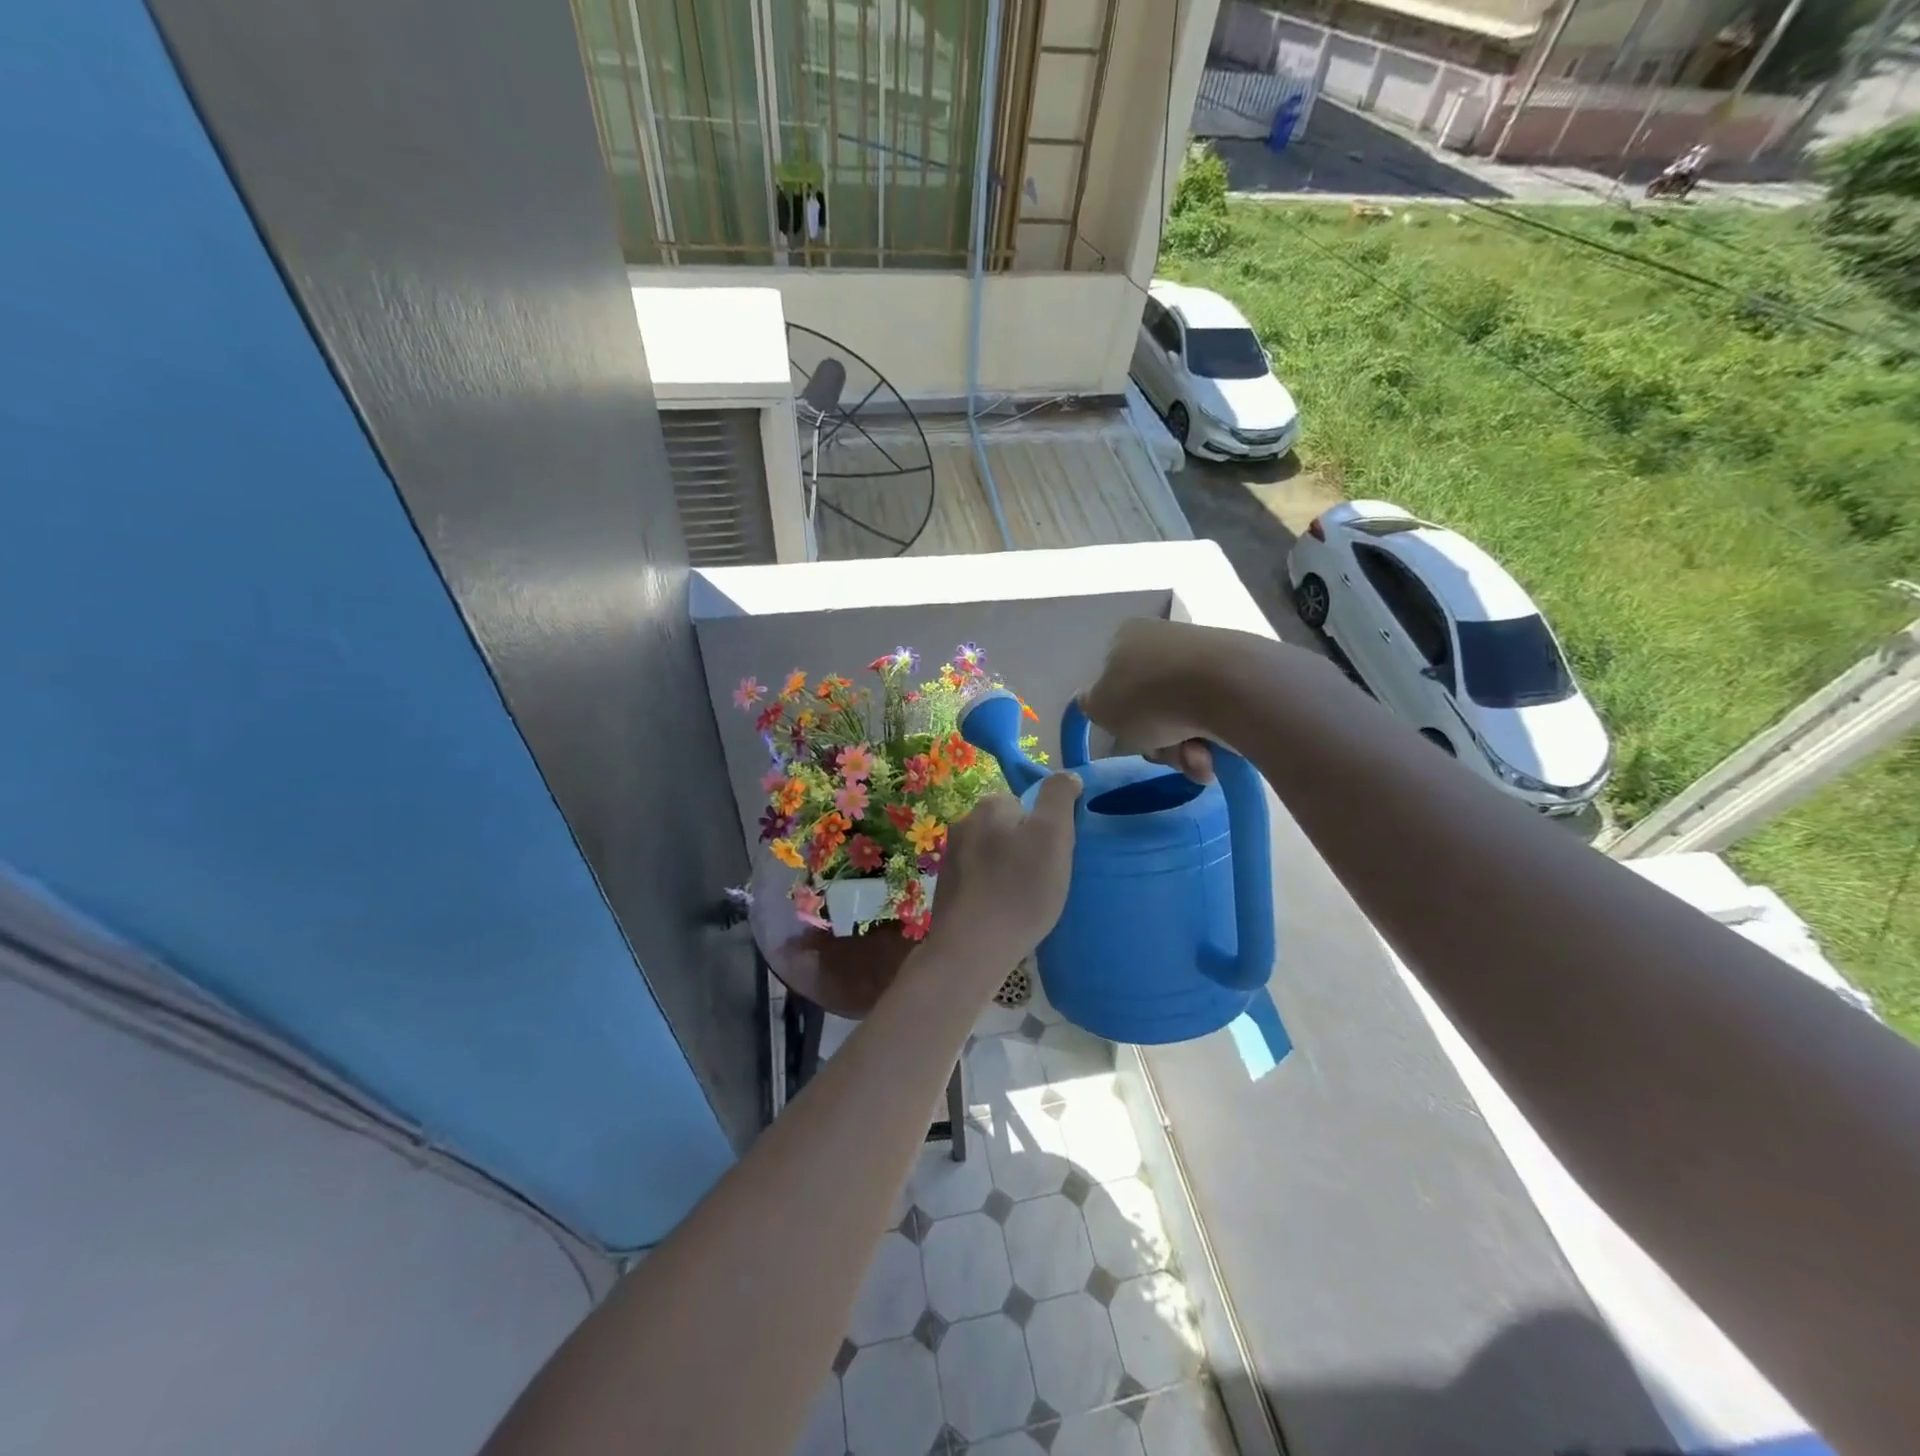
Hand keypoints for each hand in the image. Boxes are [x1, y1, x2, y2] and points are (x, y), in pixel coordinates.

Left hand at [929, 774, 1081, 976]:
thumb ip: (1059, 797)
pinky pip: (982, 883)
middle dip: (1028, 850)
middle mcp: (963, 824)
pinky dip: (995, 894)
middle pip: (1010, 829)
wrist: (971, 950)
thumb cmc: (1019, 889)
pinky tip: (1006, 916)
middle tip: (1045, 882)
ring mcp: (951, 859)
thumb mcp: (1053, 834)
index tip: (1056, 856)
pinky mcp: (947, 891)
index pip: (1027, 804)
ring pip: (995, 857)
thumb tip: (1066, 776)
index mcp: (988, 806)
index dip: (1047, 828)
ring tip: (1027, 904)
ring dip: (1011, 873)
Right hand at [1078, 618, 1239, 782]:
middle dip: (1157, 739)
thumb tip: (1091, 698)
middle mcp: (1165, 640)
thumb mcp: (1101, 707)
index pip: (1113, 680)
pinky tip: (1217, 753)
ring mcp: (1206, 656)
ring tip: (1195, 757)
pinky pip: (1217, 718)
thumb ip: (1092, 705)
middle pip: (1151, 705)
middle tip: (1162, 750)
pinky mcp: (1241, 676)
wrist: (1227, 688)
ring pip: (1184, 718)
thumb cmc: (1149, 696)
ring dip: (1184, 748)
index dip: (1119, 714)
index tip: (1129, 733)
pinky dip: (1214, 742)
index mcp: (1127, 637)